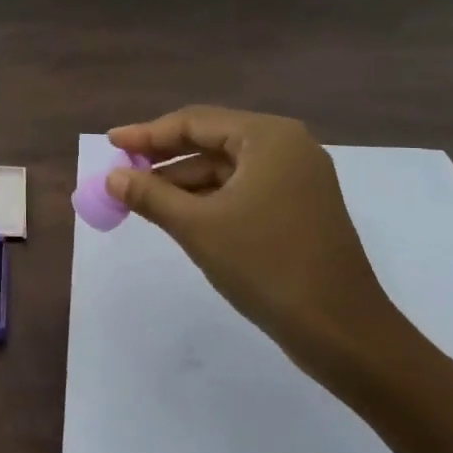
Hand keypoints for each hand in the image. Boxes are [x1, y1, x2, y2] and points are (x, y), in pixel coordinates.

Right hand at [106, 106, 420, 389]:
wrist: (341, 331)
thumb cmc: (266, 265)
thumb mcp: (197, 227)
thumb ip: (150, 196)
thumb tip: (111, 177)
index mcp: (268, 138)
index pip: (195, 122)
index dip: (147, 133)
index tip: (110, 143)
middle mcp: (287, 147)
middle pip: (211, 141)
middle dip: (164, 158)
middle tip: (122, 171)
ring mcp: (297, 179)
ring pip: (226, 168)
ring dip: (183, 181)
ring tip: (140, 197)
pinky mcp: (299, 208)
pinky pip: (242, 189)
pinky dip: (208, 199)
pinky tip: (178, 214)